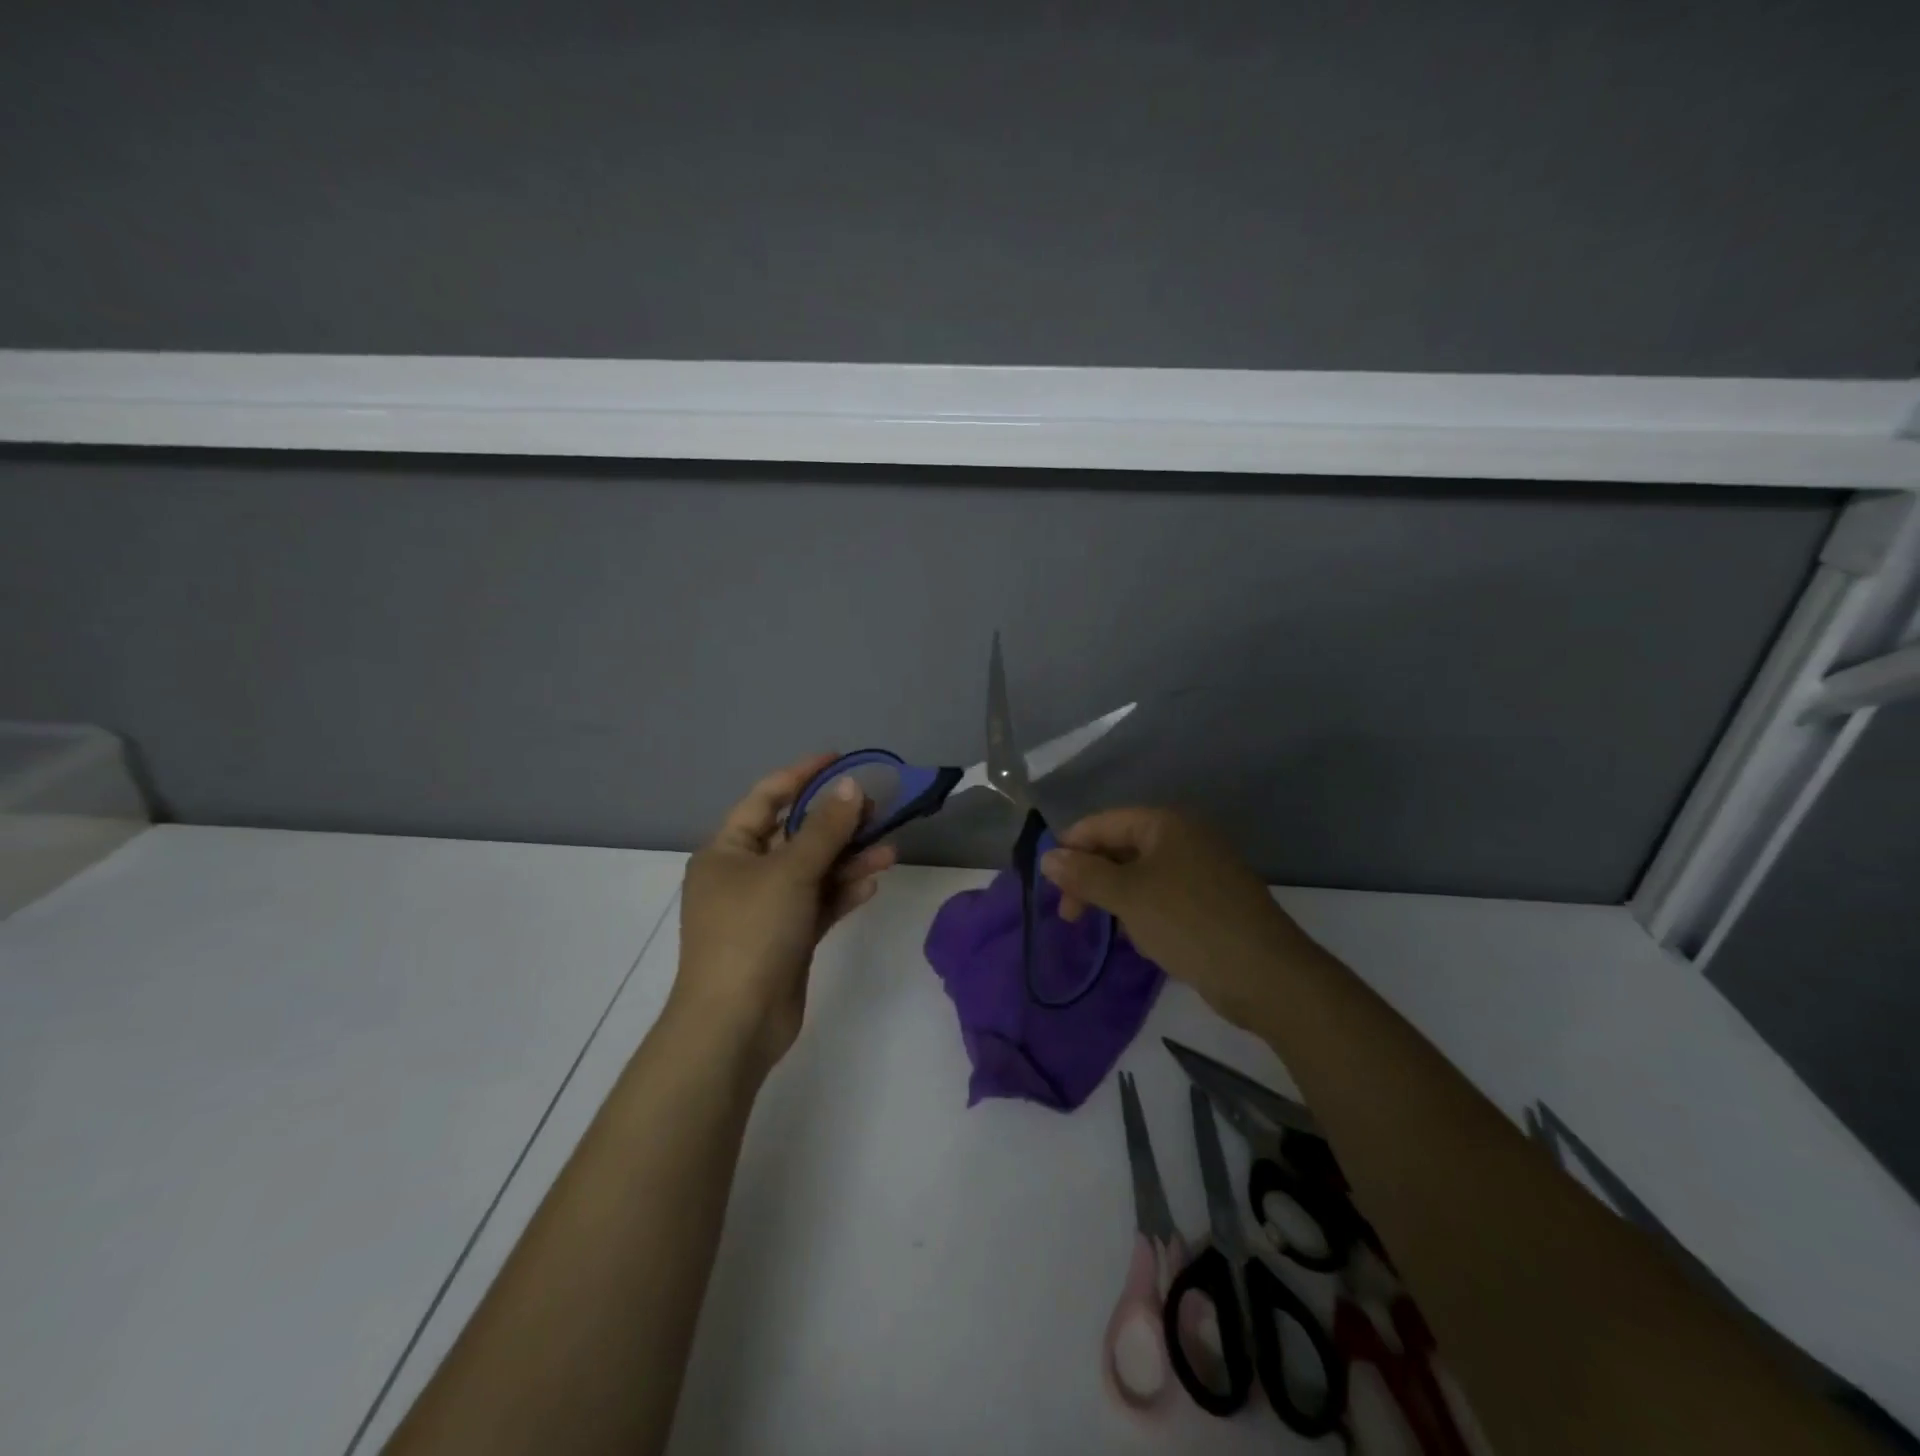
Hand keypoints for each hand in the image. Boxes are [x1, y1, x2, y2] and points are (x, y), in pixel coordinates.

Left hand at [670, 755, 895, 1072]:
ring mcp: (766, 908)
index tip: (841, 758)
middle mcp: (744, 874)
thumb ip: (825, 828)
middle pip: (795, 835)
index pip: (767, 798)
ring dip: (848, 860)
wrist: (735, 1023)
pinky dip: (842, 893)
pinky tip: (872, 885)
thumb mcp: (790, 872)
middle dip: (836, 822)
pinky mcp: (787, 938)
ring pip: (813, 872)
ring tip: (889, 850)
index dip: (803, 774)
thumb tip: (851, 786)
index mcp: (727, 850)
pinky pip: (818, 904)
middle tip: (878, 809)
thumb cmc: (753, 932)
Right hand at [1039, 808, 1325, 1030]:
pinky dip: (1141, 912)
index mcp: (1166, 824)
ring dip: (1114, 898)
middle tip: (1069, 914)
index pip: (1103, 823)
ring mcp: (1201, 871)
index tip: (1049, 883)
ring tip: (1103, 928)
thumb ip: (1084, 874)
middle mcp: (1184, 839)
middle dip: (1091, 878)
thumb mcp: (1127, 896)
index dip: (1071, 848)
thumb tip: (1047, 857)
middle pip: (1120, 848)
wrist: (1265, 975)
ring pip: (1140, 876)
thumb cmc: (1188, 923)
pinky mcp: (1210, 903)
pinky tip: (1136, 939)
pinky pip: (1161, 897)